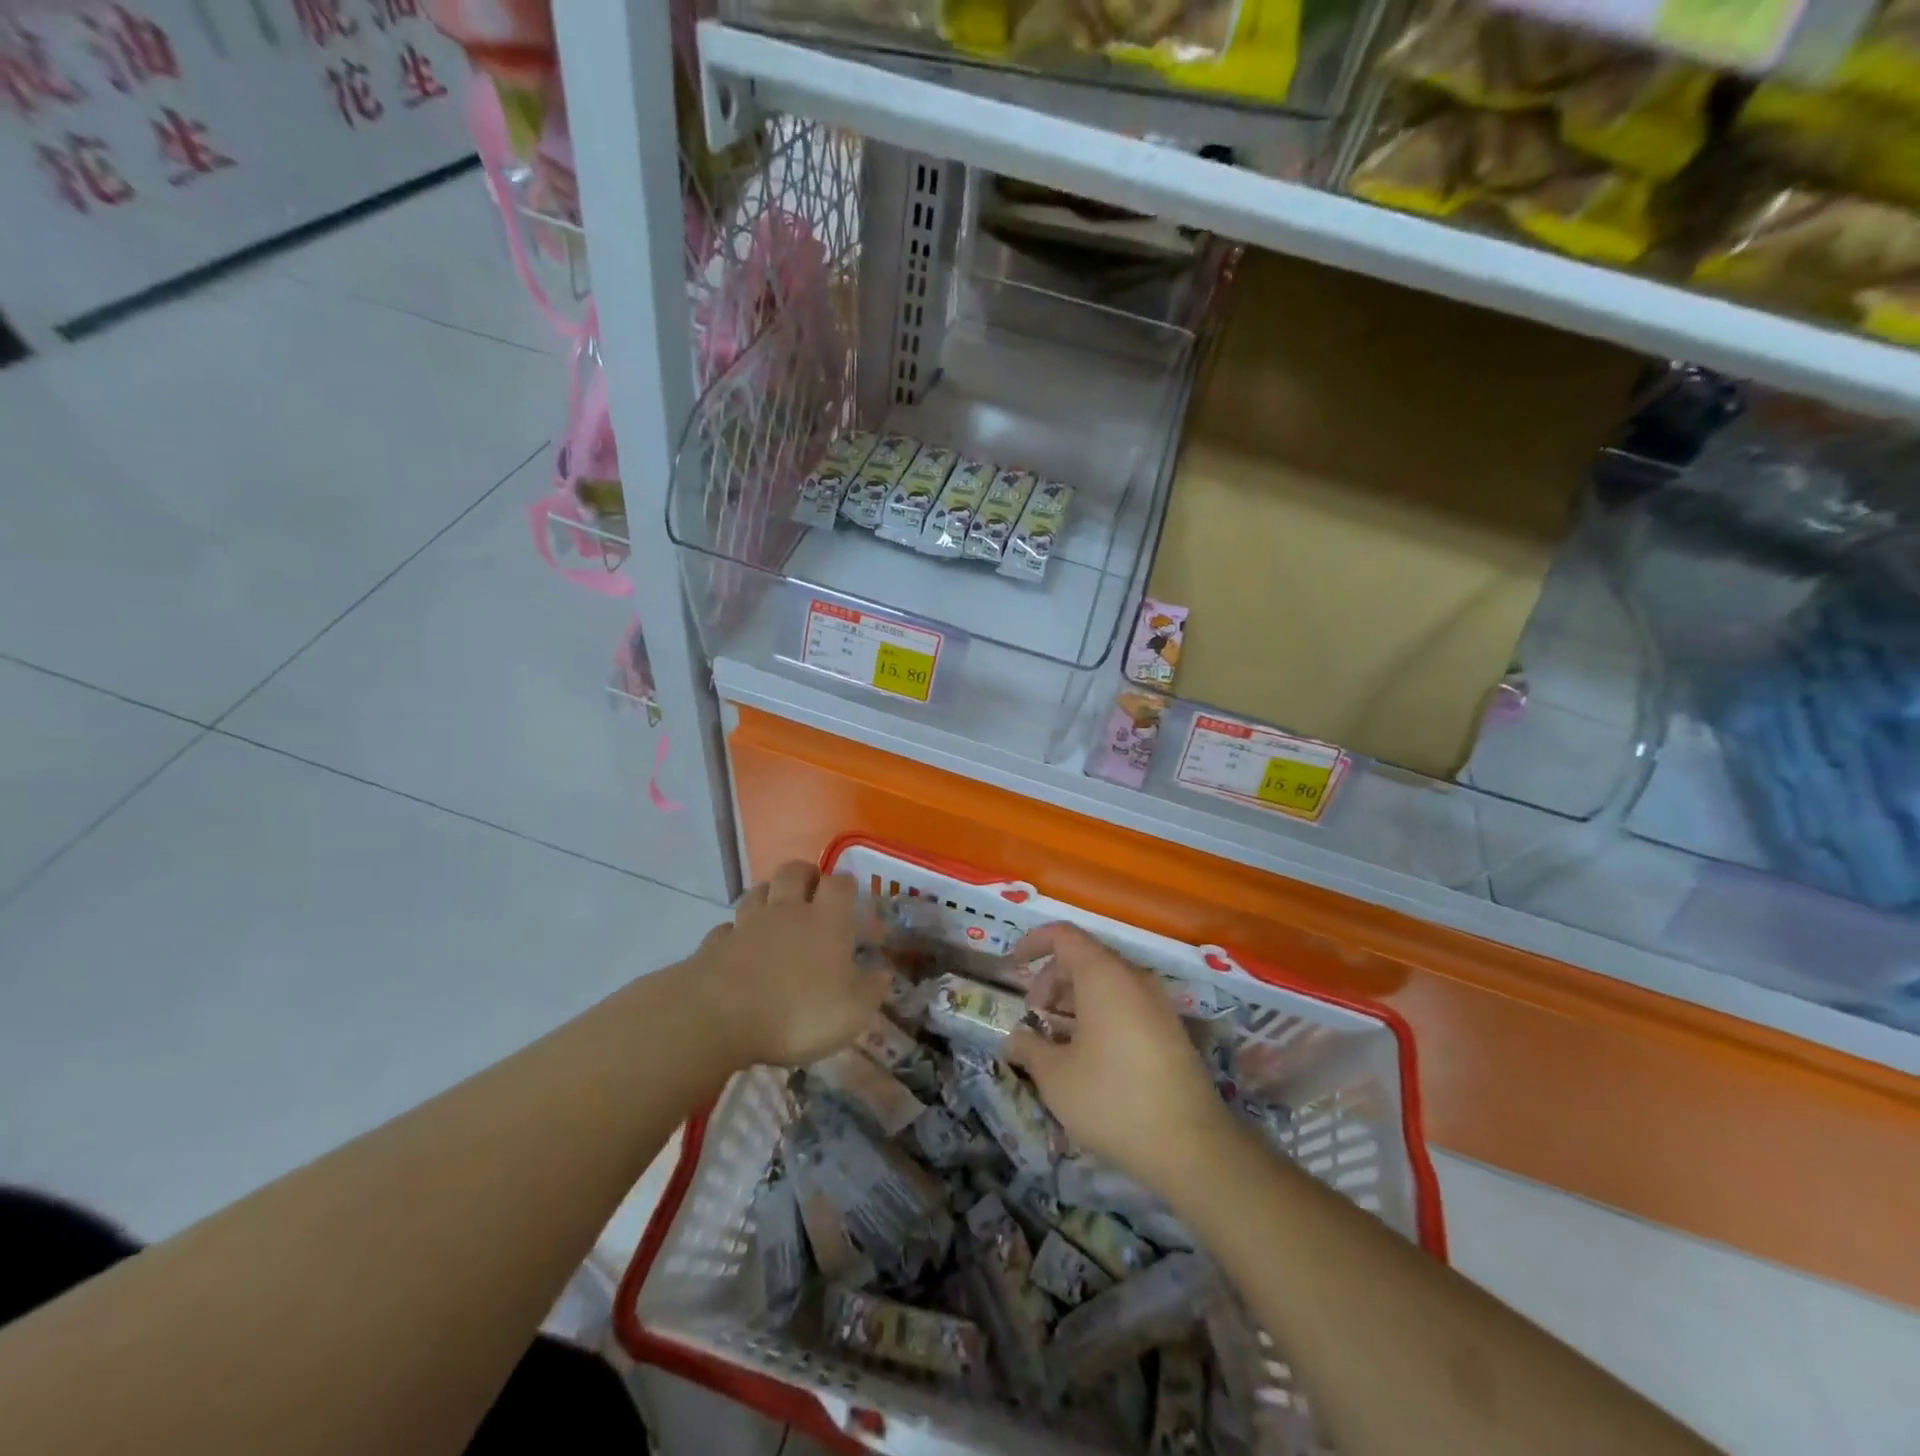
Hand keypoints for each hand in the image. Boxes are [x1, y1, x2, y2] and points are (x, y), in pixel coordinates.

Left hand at [693, 863, 889, 1067]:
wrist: (719, 1017)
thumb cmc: (798, 1012)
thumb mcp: (851, 1012)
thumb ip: (871, 990)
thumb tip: (884, 973)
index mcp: (826, 920)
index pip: (840, 884)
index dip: (847, 885)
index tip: (852, 895)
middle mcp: (787, 911)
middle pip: (794, 872)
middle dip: (806, 874)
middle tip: (813, 889)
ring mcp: (747, 924)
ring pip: (758, 892)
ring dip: (769, 894)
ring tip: (776, 909)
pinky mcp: (715, 944)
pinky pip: (728, 927)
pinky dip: (735, 932)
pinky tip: (739, 944)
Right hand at [1007, 923, 1234, 1194]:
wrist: (1191, 1146)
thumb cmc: (1112, 1099)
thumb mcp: (1055, 1077)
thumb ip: (1029, 1048)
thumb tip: (1015, 1040)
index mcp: (1103, 975)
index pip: (1064, 935)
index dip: (1034, 943)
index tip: (1013, 965)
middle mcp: (1133, 978)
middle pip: (1084, 958)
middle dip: (1051, 980)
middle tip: (1034, 1018)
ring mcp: (1157, 1003)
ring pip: (1106, 984)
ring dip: (1074, 1001)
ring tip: (1057, 1040)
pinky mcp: (1170, 1030)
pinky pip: (1126, 1004)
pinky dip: (1099, 1015)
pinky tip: (1088, 1056)